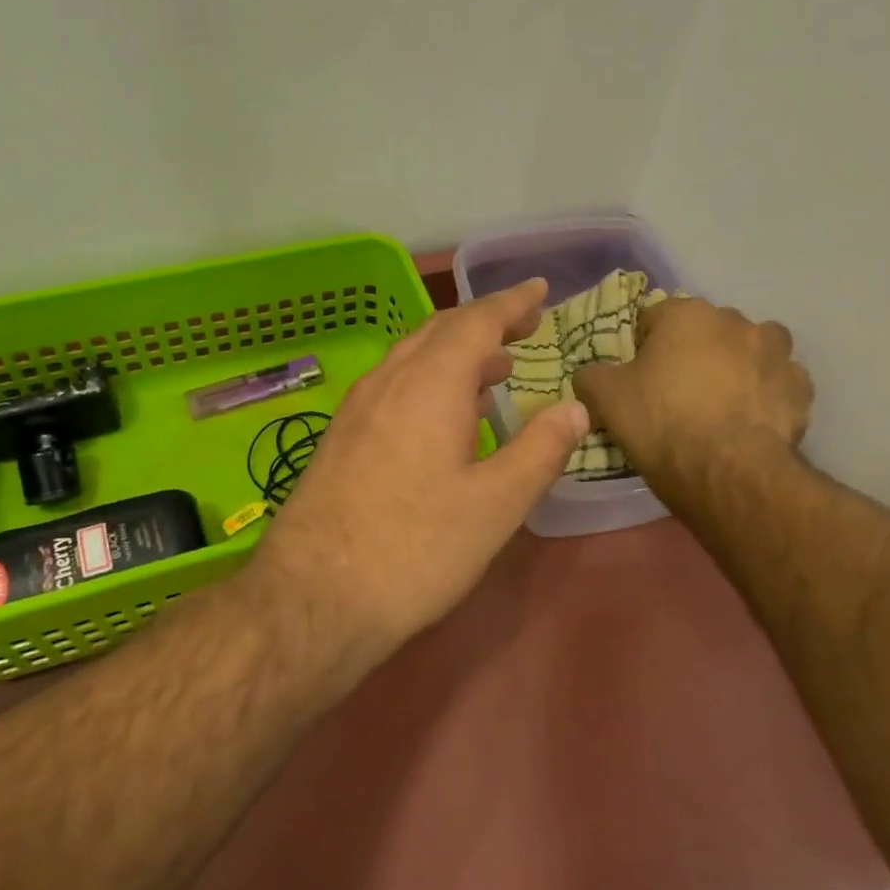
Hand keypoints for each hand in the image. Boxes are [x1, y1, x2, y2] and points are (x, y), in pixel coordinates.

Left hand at [249, 278, 588, 672]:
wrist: (313, 599)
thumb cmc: (416, 550)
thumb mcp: (496, 505)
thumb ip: (540, 450)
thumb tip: (575, 407)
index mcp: (429, 385)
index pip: (476, 322)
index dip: (511, 303)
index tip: (540, 290)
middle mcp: (388, 383)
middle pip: (439, 332)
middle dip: (484, 323)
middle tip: (522, 327)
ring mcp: (356, 410)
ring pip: (412, 359)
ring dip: (456, 353)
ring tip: (494, 369)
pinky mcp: (341, 440)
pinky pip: (393, 387)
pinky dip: (429, 381)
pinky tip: (444, 416)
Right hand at [573, 296, 812, 496]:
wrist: (727, 471)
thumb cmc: (661, 422)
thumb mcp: (605, 398)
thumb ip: (591, 376)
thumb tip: (589, 374)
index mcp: (687, 314)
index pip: (654, 317)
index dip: (641, 346)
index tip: (636, 376)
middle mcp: (736, 322)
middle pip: (706, 331)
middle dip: (693, 352)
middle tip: (676, 392)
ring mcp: (776, 354)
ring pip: (750, 351)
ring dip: (737, 367)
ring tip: (720, 405)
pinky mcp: (801, 390)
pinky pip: (777, 385)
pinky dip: (764, 397)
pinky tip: (748, 423)